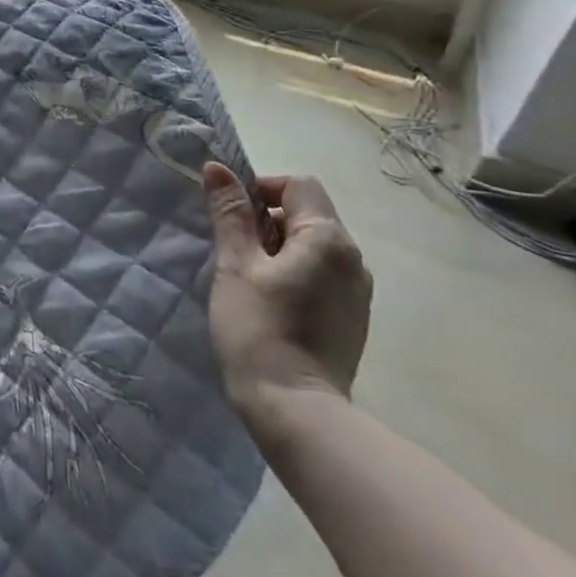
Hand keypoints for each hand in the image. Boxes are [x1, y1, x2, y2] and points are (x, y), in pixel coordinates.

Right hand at [202, 163, 371, 438]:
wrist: (295, 408)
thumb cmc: (258, 328)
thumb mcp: (235, 265)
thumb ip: (230, 213)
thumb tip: (217, 168)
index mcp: (328, 239)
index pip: (298, 186)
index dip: (260, 190)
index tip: (231, 217)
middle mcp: (354, 258)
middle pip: (308, 214)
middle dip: (267, 220)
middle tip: (233, 251)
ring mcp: (358, 291)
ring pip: (314, 245)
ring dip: (280, 248)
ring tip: (249, 280)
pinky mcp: (352, 317)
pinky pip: (322, 274)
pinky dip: (295, 273)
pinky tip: (271, 303)